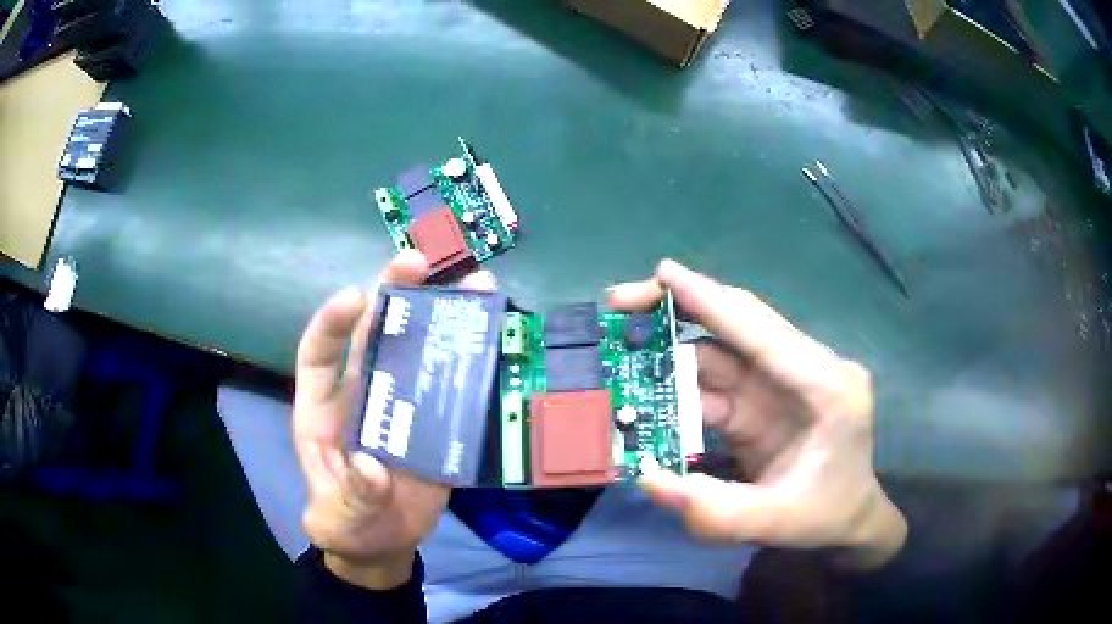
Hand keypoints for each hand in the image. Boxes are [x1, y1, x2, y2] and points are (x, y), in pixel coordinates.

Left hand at [294, 251, 496, 588]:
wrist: (384, 542)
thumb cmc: (348, 526)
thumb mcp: (340, 519)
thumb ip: (352, 495)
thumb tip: (373, 466)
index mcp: (322, 410)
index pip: (320, 354)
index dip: (333, 322)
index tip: (358, 296)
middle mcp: (361, 394)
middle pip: (372, 333)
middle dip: (391, 293)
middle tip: (418, 262)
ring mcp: (400, 404)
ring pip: (416, 349)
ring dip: (440, 315)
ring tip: (474, 283)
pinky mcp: (434, 421)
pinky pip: (451, 384)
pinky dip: (472, 360)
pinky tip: (495, 335)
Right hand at [607, 260, 906, 568]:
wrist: (846, 521)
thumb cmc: (826, 516)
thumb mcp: (778, 522)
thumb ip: (717, 511)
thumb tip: (648, 476)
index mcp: (826, 387)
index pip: (764, 333)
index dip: (712, 301)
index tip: (663, 273)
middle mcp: (804, 371)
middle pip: (738, 326)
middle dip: (680, 309)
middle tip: (621, 303)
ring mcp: (781, 384)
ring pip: (719, 352)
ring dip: (670, 350)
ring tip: (620, 350)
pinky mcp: (761, 400)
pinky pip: (713, 385)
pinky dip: (677, 387)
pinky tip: (645, 390)